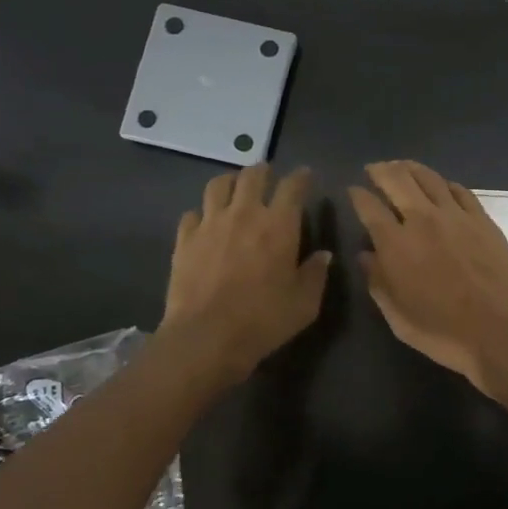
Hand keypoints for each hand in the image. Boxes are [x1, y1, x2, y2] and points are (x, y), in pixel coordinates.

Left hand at [161, 165, 330, 385]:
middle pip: (253, 176)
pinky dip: (202, 213)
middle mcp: (245, 213)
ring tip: (235, 189)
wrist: (207, 337)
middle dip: (264, 171)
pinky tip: (205, 223)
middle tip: (268, 176)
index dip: (301, 177)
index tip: (306, 176)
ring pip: (218, 185)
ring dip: (230, 182)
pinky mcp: (184, 239)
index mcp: (280, 224)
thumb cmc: (264, 320)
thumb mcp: (305, 303)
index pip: (293, 186)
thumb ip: (316, 274)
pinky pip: (192, 214)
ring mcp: (210, 223)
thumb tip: (323, 255)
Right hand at [348, 160, 507, 395]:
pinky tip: (440, 185)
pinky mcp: (482, 220)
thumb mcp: (398, 317)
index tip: (353, 190)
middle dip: (380, 170)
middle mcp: (423, 220)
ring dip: (410, 168)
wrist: (502, 331)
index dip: (357, 195)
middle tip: (373, 169)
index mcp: (396, 244)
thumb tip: (365, 255)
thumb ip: (377, 282)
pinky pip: (460, 191)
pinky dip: (444, 183)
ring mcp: (456, 216)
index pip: (369, 207)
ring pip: (429, 178)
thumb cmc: (443, 332)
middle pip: (397, 180)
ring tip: (401, 166)